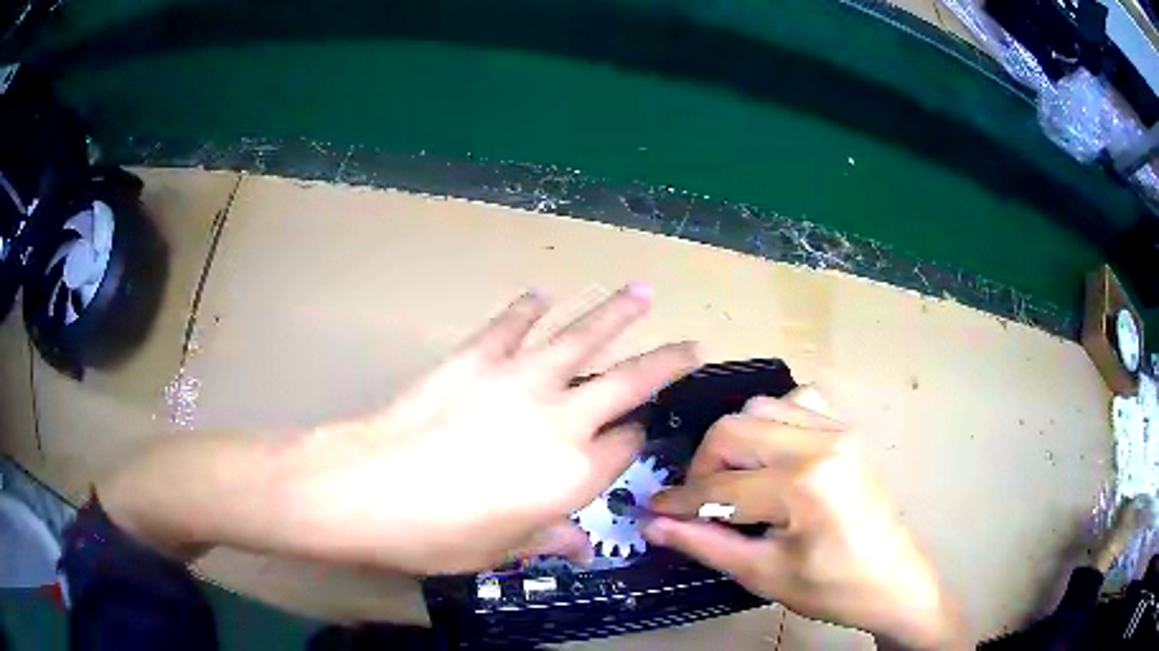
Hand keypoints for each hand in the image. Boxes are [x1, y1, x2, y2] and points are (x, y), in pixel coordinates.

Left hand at [100, 285, 698, 574]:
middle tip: (692, 342)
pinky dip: (528, 309)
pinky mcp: (478, 357)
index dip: (633, 443)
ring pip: (582, 335)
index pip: (625, 447)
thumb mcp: (499, 552)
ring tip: (642, 291)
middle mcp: (561, 419)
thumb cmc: (437, 535)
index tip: (634, 438)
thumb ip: (548, 541)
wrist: (368, 488)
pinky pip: (513, 324)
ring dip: (615, 312)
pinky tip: (541, 296)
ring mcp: (520, 380)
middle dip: (667, 361)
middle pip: (629, 380)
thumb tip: (580, 548)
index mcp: (572, 474)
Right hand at [644, 389, 967, 649]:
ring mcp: (838, 430)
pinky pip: (798, 402)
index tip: (652, 510)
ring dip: (735, 441)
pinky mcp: (846, 431)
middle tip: (697, 500)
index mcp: (803, 485)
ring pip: (762, 407)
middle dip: (704, 465)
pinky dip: (772, 422)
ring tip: (732, 480)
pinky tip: (771, 455)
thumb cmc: (832, 589)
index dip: (680, 500)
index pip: (721, 485)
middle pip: (735, 429)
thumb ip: (706, 544)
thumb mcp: (764, 575)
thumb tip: (654, 525)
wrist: (893, 580)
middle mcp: (821, 443)